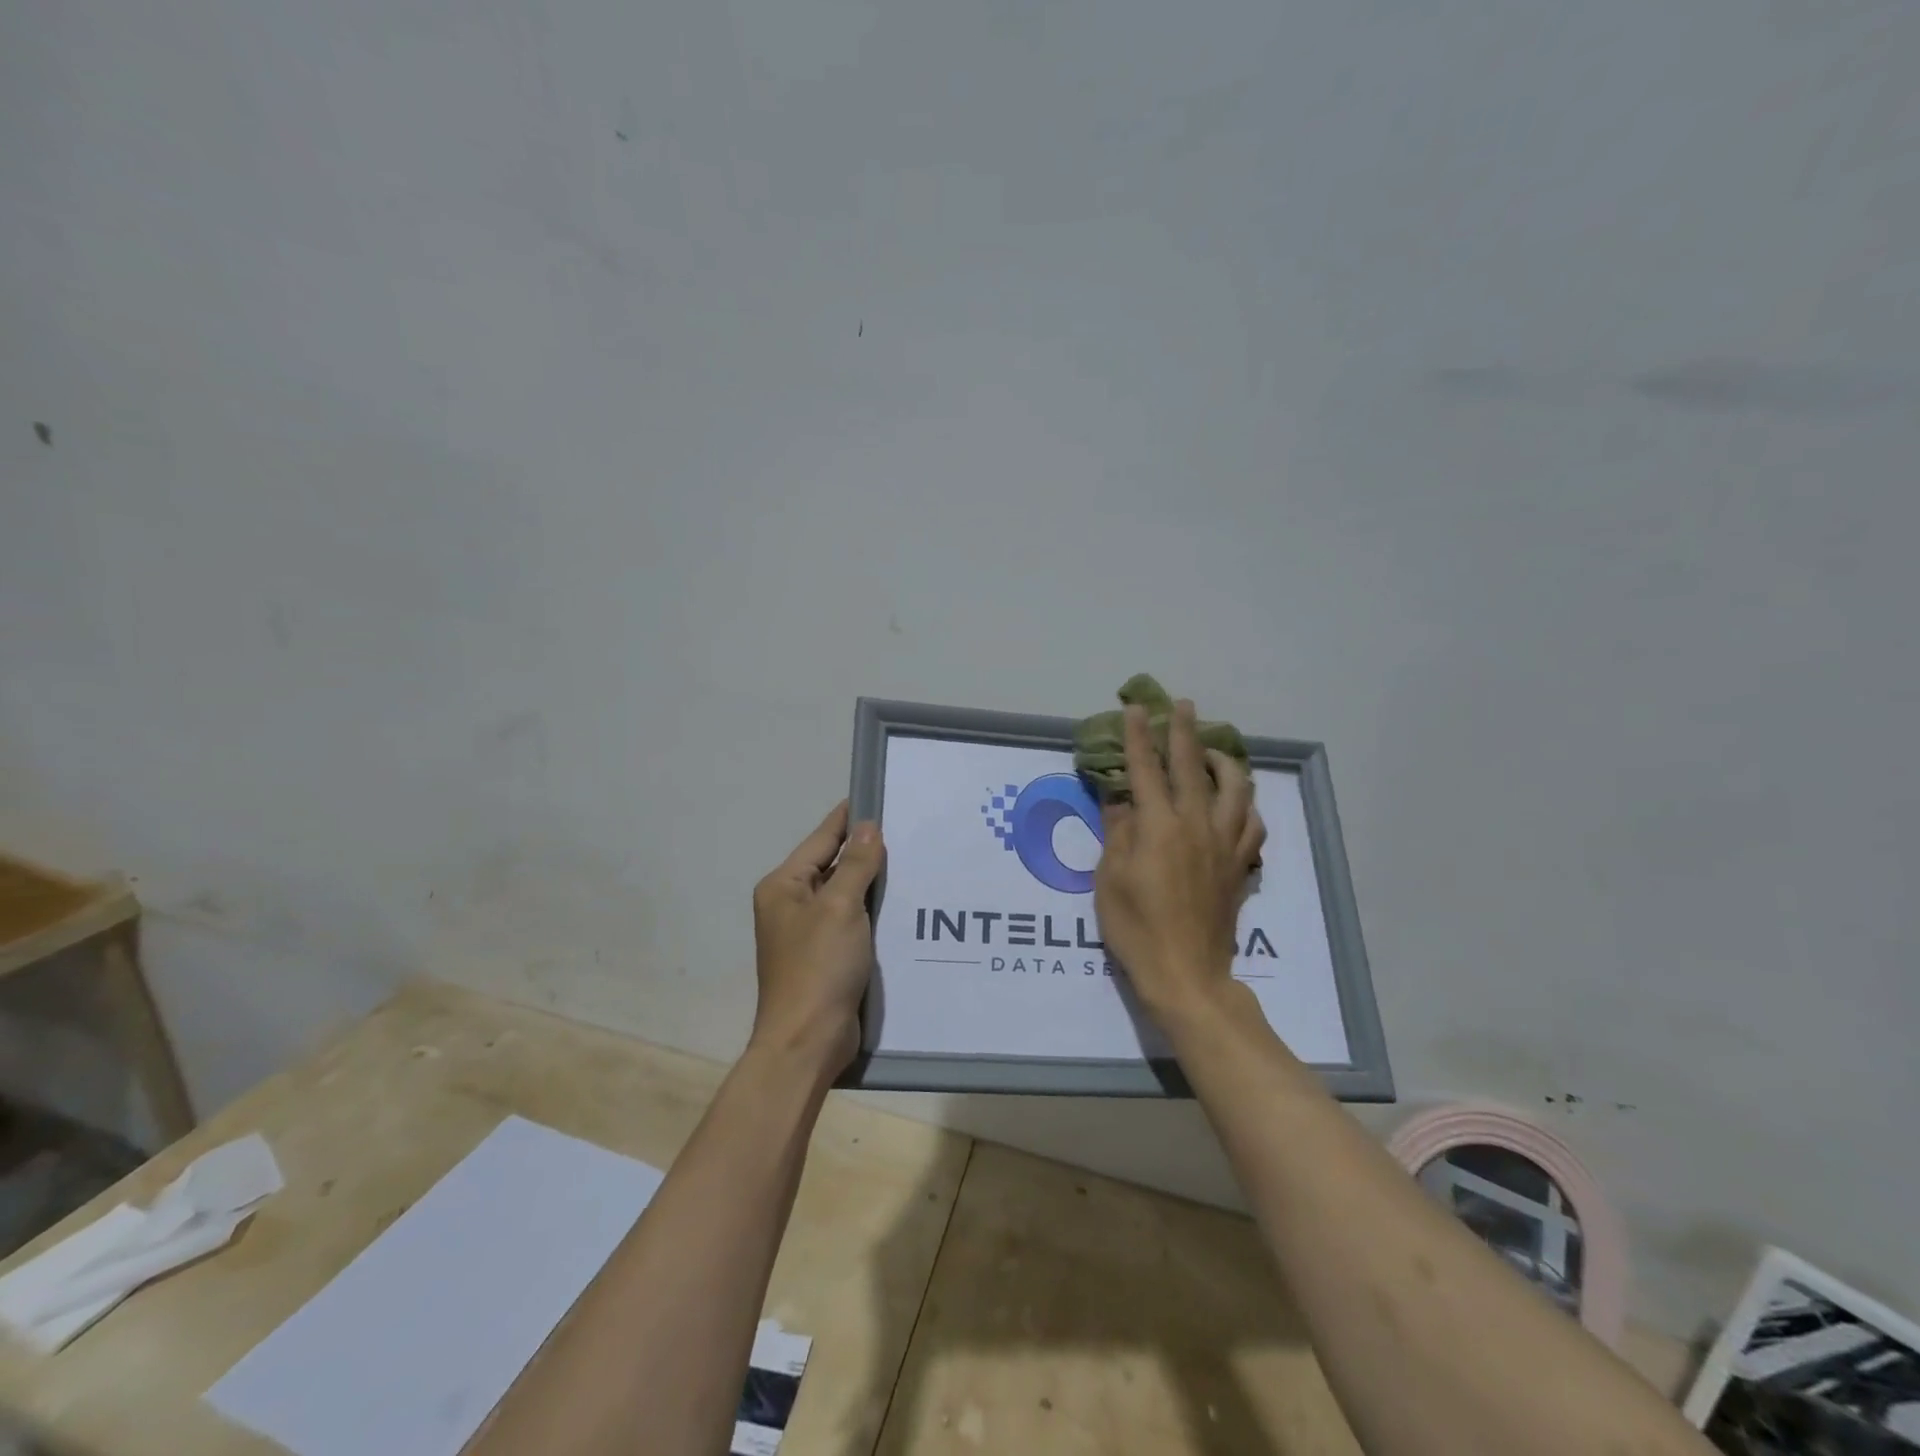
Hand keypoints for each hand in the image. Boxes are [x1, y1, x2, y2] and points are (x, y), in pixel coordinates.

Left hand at [749, 800, 884, 1072]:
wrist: (807, 1042)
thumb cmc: (818, 967)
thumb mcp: (840, 908)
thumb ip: (855, 864)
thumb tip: (868, 827)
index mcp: (784, 886)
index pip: (821, 839)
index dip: (849, 819)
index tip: (879, 796)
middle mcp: (791, 905)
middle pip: (833, 866)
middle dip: (866, 851)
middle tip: (909, 830)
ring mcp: (809, 933)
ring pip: (846, 895)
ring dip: (874, 883)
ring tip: (914, 861)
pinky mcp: (827, 956)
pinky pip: (853, 922)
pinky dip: (874, 912)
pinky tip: (905, 905)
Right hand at [1095, 699, 1264, 1021]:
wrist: (1186, 974)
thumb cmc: (1136, 928)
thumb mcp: (1109, 879)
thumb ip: (1117, 833)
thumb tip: (1120, 799)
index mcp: (1159, 827)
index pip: (1147, 770)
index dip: (1140, 737)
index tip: (1137, 709)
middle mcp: (1196, 826)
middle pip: (1193, 767)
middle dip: (1185, 732)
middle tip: (1183, 706)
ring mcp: (1224, 845)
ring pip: (1234, 789)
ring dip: (1223, 762)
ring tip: (1212, 751)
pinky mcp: (1240, 866)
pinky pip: (1252, 824)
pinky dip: (1245, 804)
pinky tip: (1236, 801)